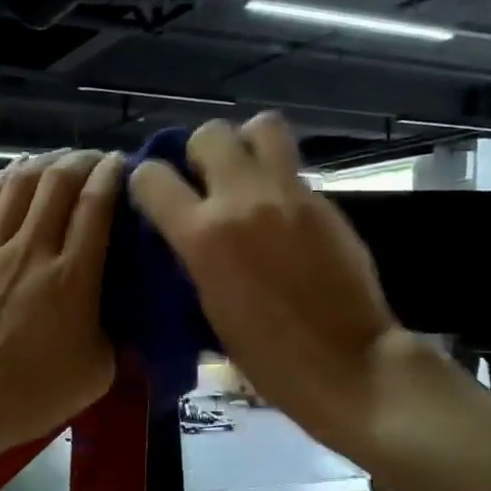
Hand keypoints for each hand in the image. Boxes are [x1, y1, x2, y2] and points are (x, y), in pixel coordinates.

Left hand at [0, 150, 123, 458]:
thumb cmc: (32, 395)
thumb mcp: (97, 371)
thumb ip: (115, 330)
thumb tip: (122, 306)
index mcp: (73, 276)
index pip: (96, 204)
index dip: (111, 174)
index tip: (121, 165)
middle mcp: (32, 249)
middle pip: (58, 181)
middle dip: (80, 161)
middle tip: (93, 161)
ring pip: (18, 184)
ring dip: (43, 164)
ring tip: (56, 162)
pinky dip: (2, 183)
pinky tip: (12, 179)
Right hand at [129, 113, 430, 459]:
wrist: (345, 364)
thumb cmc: (265, 356)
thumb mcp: (207, 307)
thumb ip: (191, 257)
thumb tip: (182, 233)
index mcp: (202, 235)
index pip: (152, 177)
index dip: (145, 184)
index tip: (153, 201)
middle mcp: (243, 199)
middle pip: (208, 133)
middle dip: (198, 154)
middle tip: (204, 184)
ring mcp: (289, 194)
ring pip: (260, 127)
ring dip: (245, 146)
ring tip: (244, 179)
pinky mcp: (324, 200)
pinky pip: (291, 166)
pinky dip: (276, 177)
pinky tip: (278, 212)